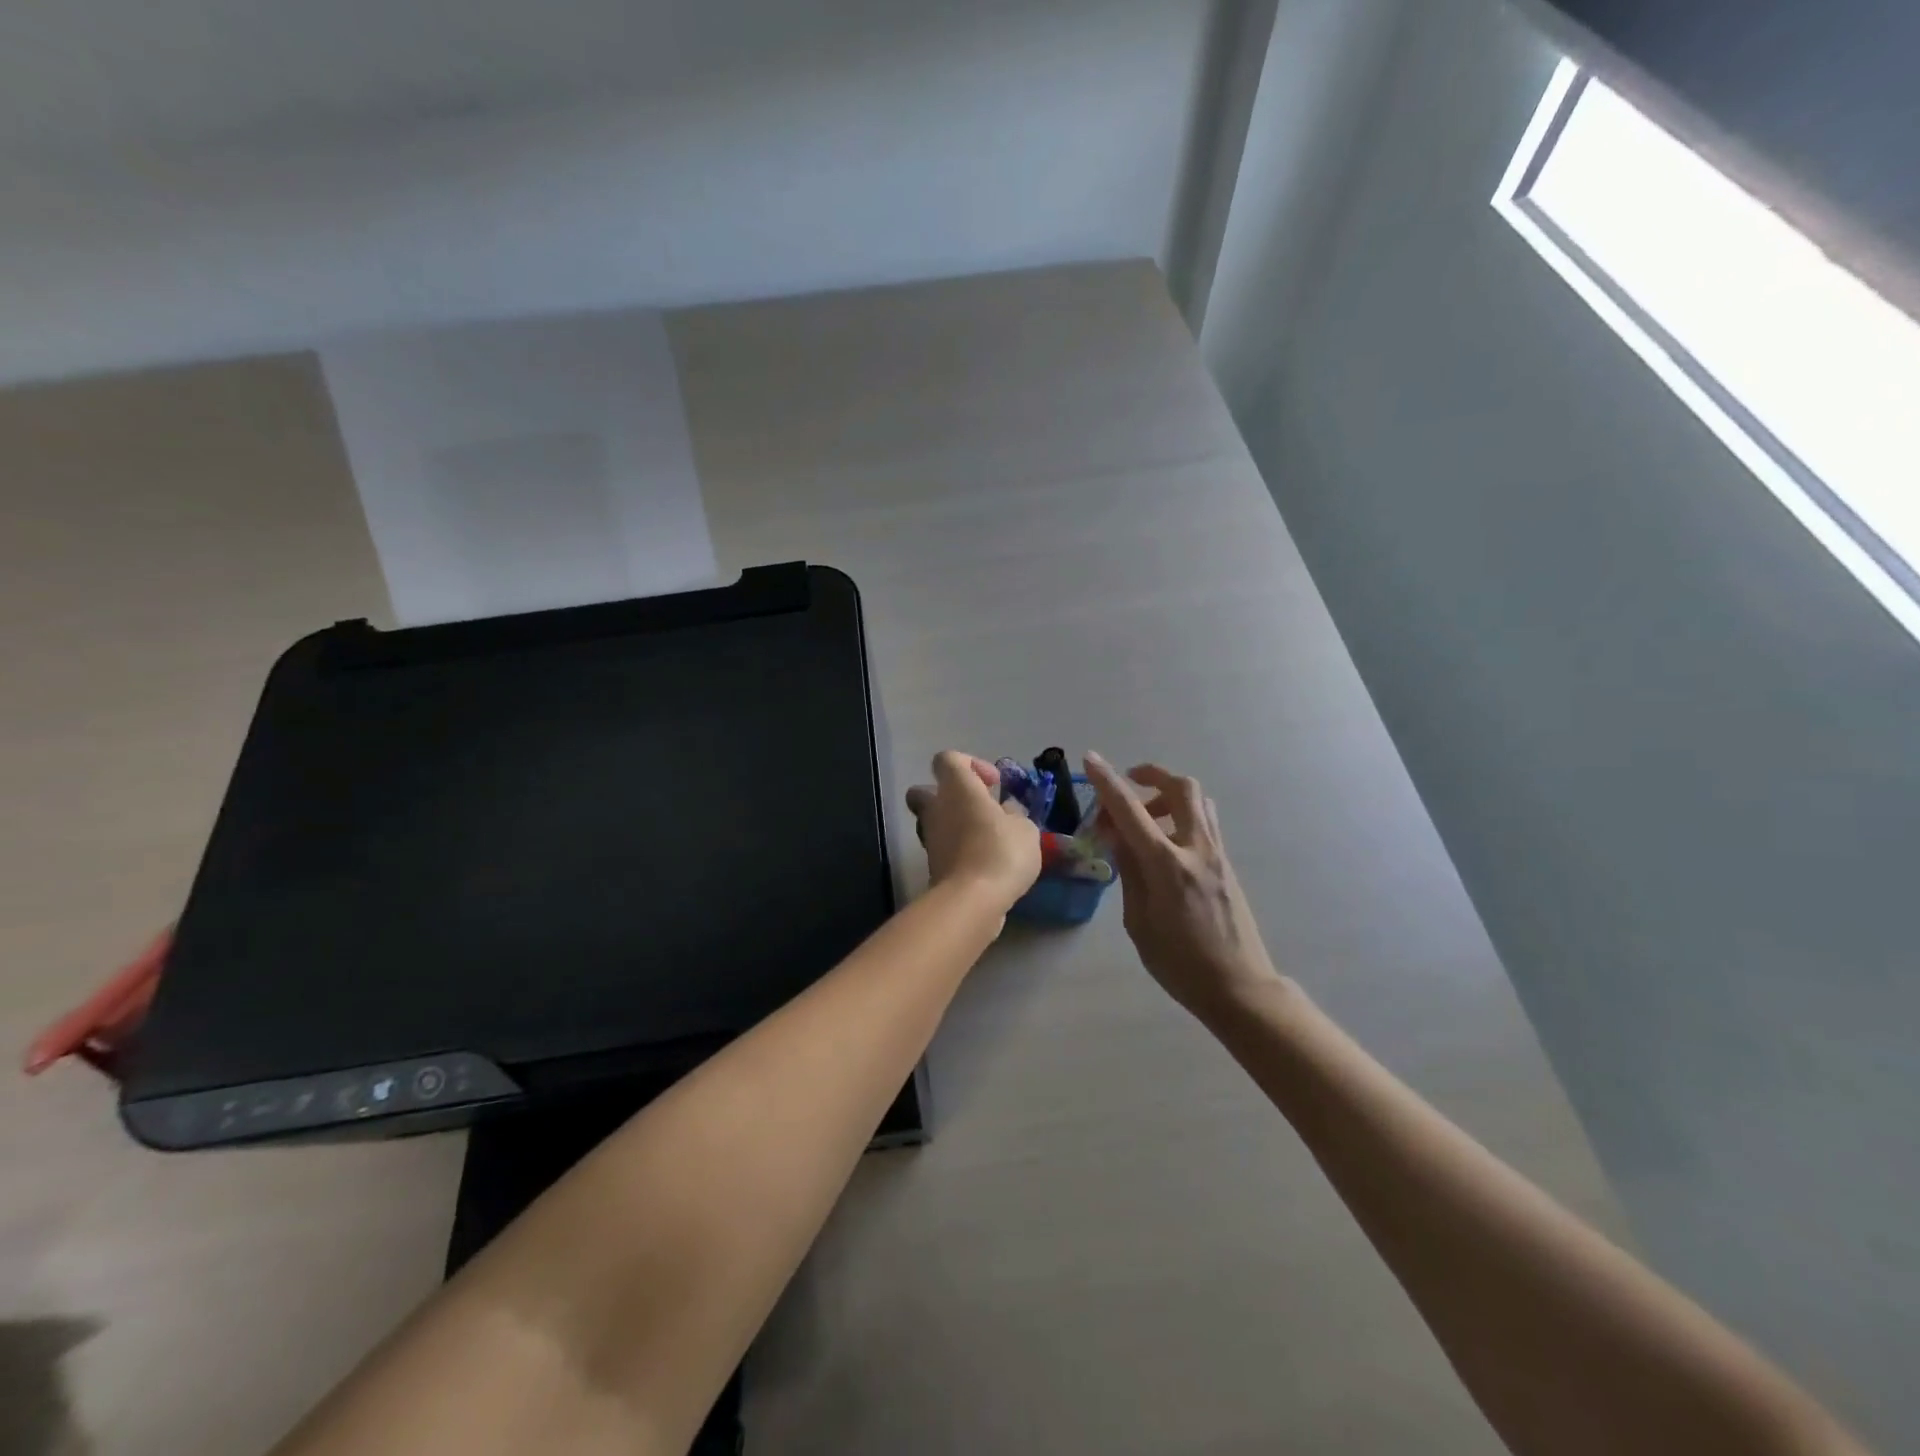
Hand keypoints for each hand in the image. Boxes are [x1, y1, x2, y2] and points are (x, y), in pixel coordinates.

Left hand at [905, 752, 1042, 913]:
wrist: (972, 900)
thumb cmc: (1000, 851)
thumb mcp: (1025, 828)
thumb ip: (1015, 815)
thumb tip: (1006, 812)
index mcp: (956, 787)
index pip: (947, 759)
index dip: (970, 764)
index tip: (993, 784)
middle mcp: (936, 808)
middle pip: (927, 791)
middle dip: (950, 796)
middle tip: (980, 809)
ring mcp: (930, 838)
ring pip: (935, 822)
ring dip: (957, 826)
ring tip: (989, 840)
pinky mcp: (932, 866)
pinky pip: (944, 848)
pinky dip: (960, 851)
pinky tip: (986, 864)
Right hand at [1082, 752, 1283, 1020]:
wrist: (1240, 987)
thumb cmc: (1180, 963)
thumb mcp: (1139, 921)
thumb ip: (1129, 872)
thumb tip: (1118, 838)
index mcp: (1168, 866)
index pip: (1131, 812)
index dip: (1107, 782)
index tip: (1090, 759)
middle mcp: (1196, 849)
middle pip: (1181, 788)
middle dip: (1152, 775)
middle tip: (1130, 785)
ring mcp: (1217, 855)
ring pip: (1198, 801)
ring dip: (1169, 795)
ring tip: (1145, 817)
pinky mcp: (1227, 865)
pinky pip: (1204, 822)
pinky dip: (1181, 815)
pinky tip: (1164, 842)